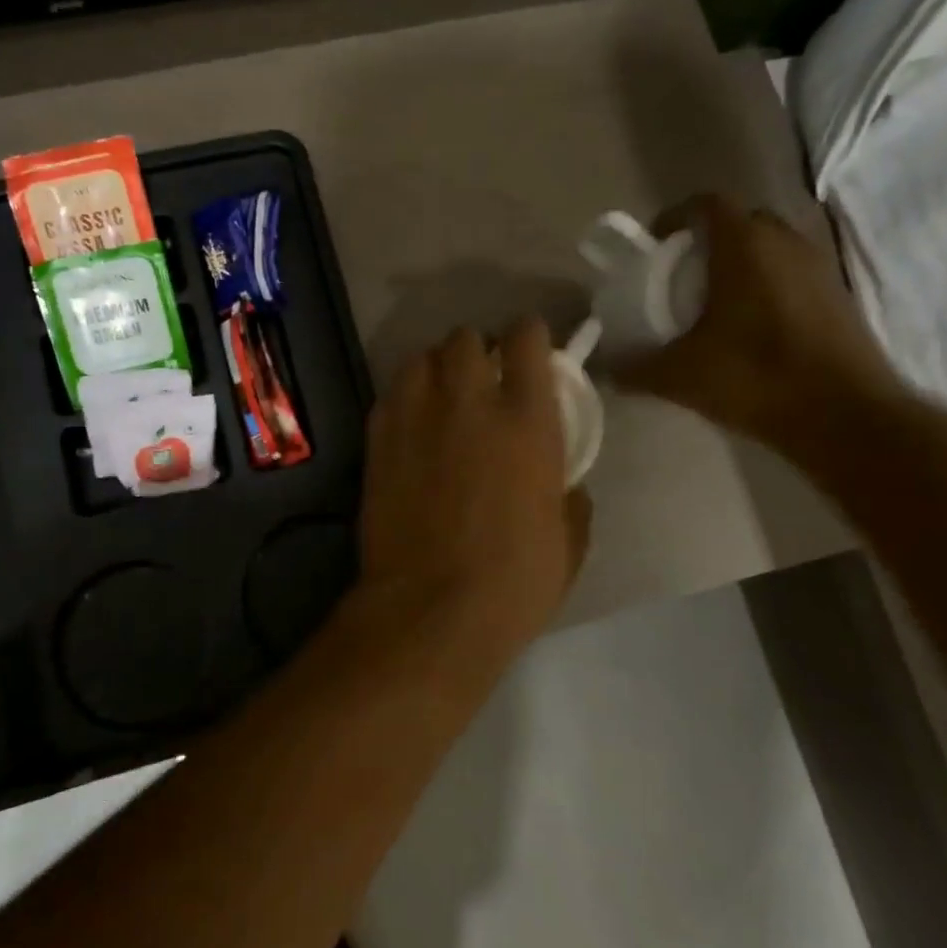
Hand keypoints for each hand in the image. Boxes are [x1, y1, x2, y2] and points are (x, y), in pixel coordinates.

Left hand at [358, 318, 590, 654]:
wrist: (429, 611)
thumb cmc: (513, 584)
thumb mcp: (567, 544)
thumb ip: (569, 500)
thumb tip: (565, 486)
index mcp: (526, 421)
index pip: (526, 339)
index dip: (529, 336)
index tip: (530, 349)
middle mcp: (469, 403)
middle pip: (465, 338)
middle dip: (477, 350)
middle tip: (482, 379)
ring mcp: (415, 418)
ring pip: (420, 358)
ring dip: (435, 369)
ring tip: (441, 397)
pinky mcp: (377, 441)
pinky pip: (390, 395)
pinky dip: (404, 399)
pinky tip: (410, 425)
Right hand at [617, 195, 908, 458]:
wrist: (844, 415)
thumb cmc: (755, 378)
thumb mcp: (680, 377)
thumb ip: (636, 369)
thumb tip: (607, 370)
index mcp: (744, 247)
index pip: (707, 204)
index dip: (675, 217)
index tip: (654, 245)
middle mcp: (785, 243)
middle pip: (740, 221)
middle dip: (707, 240)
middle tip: (680, 276)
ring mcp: (818, 267)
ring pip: (770, 247)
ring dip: (739, 263)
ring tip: (713, 303)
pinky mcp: (837, 295)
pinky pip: (792, 273)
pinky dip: (766, 285)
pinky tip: (749, 327)